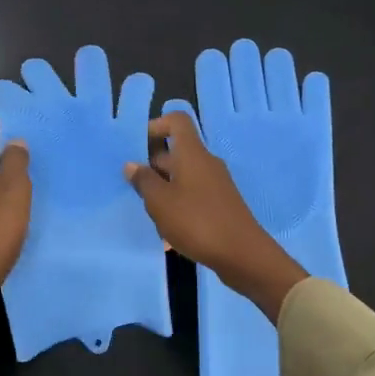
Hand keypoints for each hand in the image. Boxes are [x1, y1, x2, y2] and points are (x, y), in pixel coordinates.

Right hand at [126, 109, 307, 322]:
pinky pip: (193, 193)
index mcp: (192, 154)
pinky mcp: (220, 203)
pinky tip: (168, 227)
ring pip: (183, 175)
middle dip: (153, 165)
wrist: (242, 254)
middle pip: (177, 151)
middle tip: (134, 187)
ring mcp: (215, 183)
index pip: (177, 121)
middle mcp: (206, 162)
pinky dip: (178, 203)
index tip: (137, 147)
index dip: (156, 126)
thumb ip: (144, 181)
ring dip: (164, 188)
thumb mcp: (160, 202)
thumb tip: (132, 164)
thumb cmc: (196, 221)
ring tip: (149, 212)